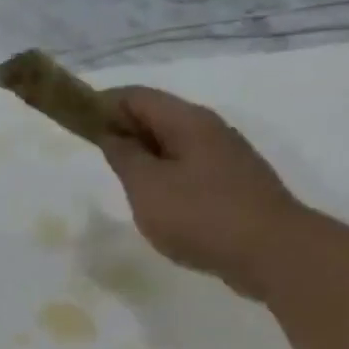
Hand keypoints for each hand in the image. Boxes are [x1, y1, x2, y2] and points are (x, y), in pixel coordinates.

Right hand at [98, 87, 305, 298]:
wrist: (271, 251)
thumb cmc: (201, 216)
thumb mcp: (148, 187)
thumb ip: (125, 157)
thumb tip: (112, 135)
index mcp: (187, 121)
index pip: (136, 97)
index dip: (102, 104)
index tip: (77, 125)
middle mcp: (210, 130)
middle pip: (157, 117)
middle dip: (124, 131)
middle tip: (96, 159)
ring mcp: (226, 158)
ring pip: (174, 146)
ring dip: (146, 158)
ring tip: (124, 186)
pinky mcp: (234, 186)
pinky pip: (190, 170)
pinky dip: (166, 178)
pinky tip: (159, 207)